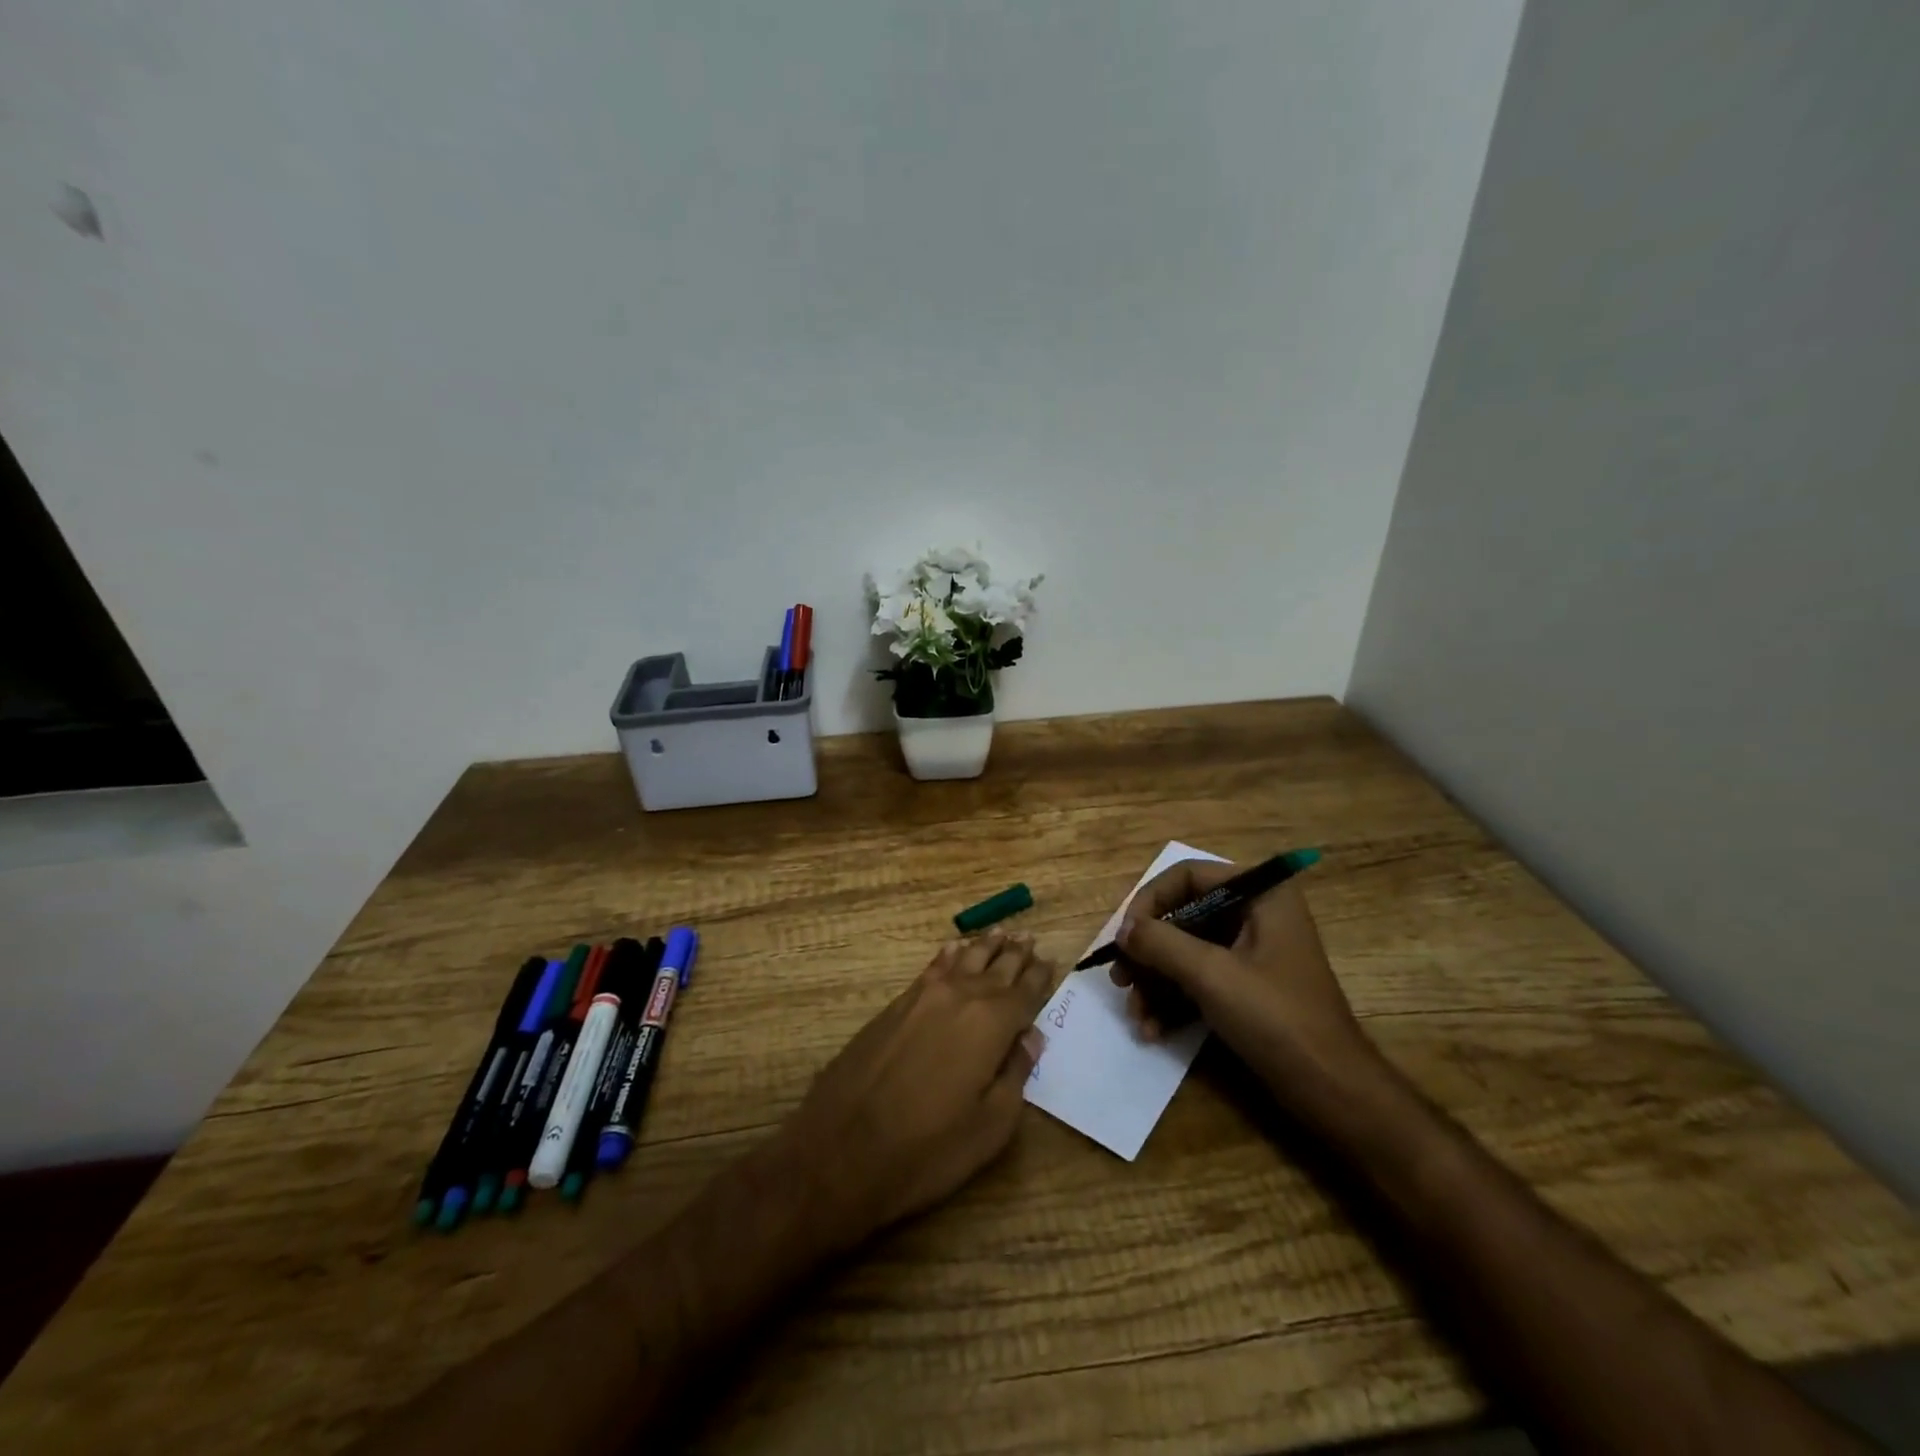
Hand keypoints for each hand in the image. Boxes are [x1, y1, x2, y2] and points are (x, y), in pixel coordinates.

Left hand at [774, 930, 1053, 1249]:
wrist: (841, 1150)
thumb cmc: (927, 1150)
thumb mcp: (990, 1127)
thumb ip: (1016, 1074)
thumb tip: (1031, 1036)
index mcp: (991, 1024)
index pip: (1024, 992)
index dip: (1039, 977)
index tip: (1051, 960)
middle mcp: (960, 998)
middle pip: (995, 968)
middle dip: (1015, 954)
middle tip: (1030, 938)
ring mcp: (923, 997)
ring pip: (963, 960)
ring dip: (985, 947)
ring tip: (1001, 933)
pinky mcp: (895, 1005)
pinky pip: (932, 967)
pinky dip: (949, 954)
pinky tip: (955, 948)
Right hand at [1112, 863, 1371, 1098]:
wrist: (1333, 1092)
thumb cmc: (1276, 1019)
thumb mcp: (1211, 975)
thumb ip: (1160, 943)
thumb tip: (1122, 930)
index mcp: (1261, 894)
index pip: (1188, 876)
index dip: (1149, 901)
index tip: (1124, 937)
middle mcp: (1257, 913)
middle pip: (1183, 915)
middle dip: (1149, 951)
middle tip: (1120, 979)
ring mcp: (1253, 951)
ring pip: (1187, 950)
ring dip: (1156, 981)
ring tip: (1136, 1014)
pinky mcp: (1248, 985)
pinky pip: (1200, 978)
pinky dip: (1175, 999)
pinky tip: (1153, 1029)